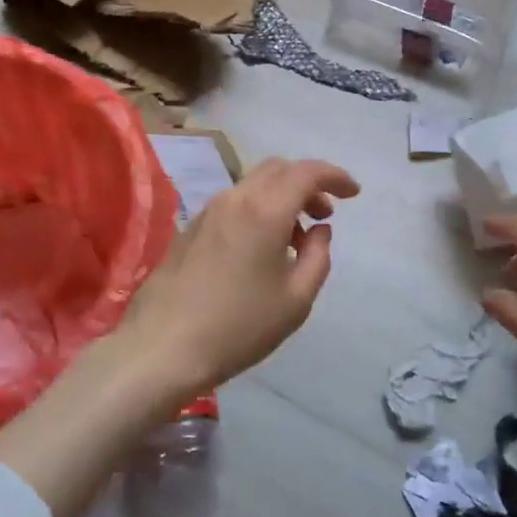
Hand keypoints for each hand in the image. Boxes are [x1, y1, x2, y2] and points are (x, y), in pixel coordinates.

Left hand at [115, 157, 360, 397]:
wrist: (163, 347)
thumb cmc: (239, 326)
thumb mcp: (296, 300)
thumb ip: (318, 256)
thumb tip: (319, 230)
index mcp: (265, 211)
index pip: (306, 173)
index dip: (335, 176)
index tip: (353, 193)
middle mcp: (235, 199)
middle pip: (278, 169)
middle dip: (308, 183)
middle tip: (324, 214)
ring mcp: (207, 212)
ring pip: (253, 184)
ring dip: (282, 197)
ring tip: (295, 238)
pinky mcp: (190, 229)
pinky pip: (234, 203)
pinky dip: (258, 209)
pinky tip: (261, 248)